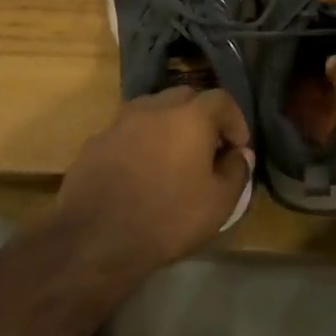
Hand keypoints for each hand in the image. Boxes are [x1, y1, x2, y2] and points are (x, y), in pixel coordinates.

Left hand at [54, 87, 253, 279]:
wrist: (95, 238)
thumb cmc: (167, 218)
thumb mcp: (218, 203)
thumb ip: (236, 172)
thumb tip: (240, 154)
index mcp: (190, 116)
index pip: (222, 100)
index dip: (235, 121)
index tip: (237, 148)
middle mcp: (155, 107)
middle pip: (186, 97)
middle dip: (201, 117)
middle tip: (207, 148)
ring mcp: (121, 121)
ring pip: (153, 110)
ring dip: (169, 125)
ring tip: (172, 157)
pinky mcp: (97, 140)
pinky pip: (128, 131)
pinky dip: (141, 142)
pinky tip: (140, 171)